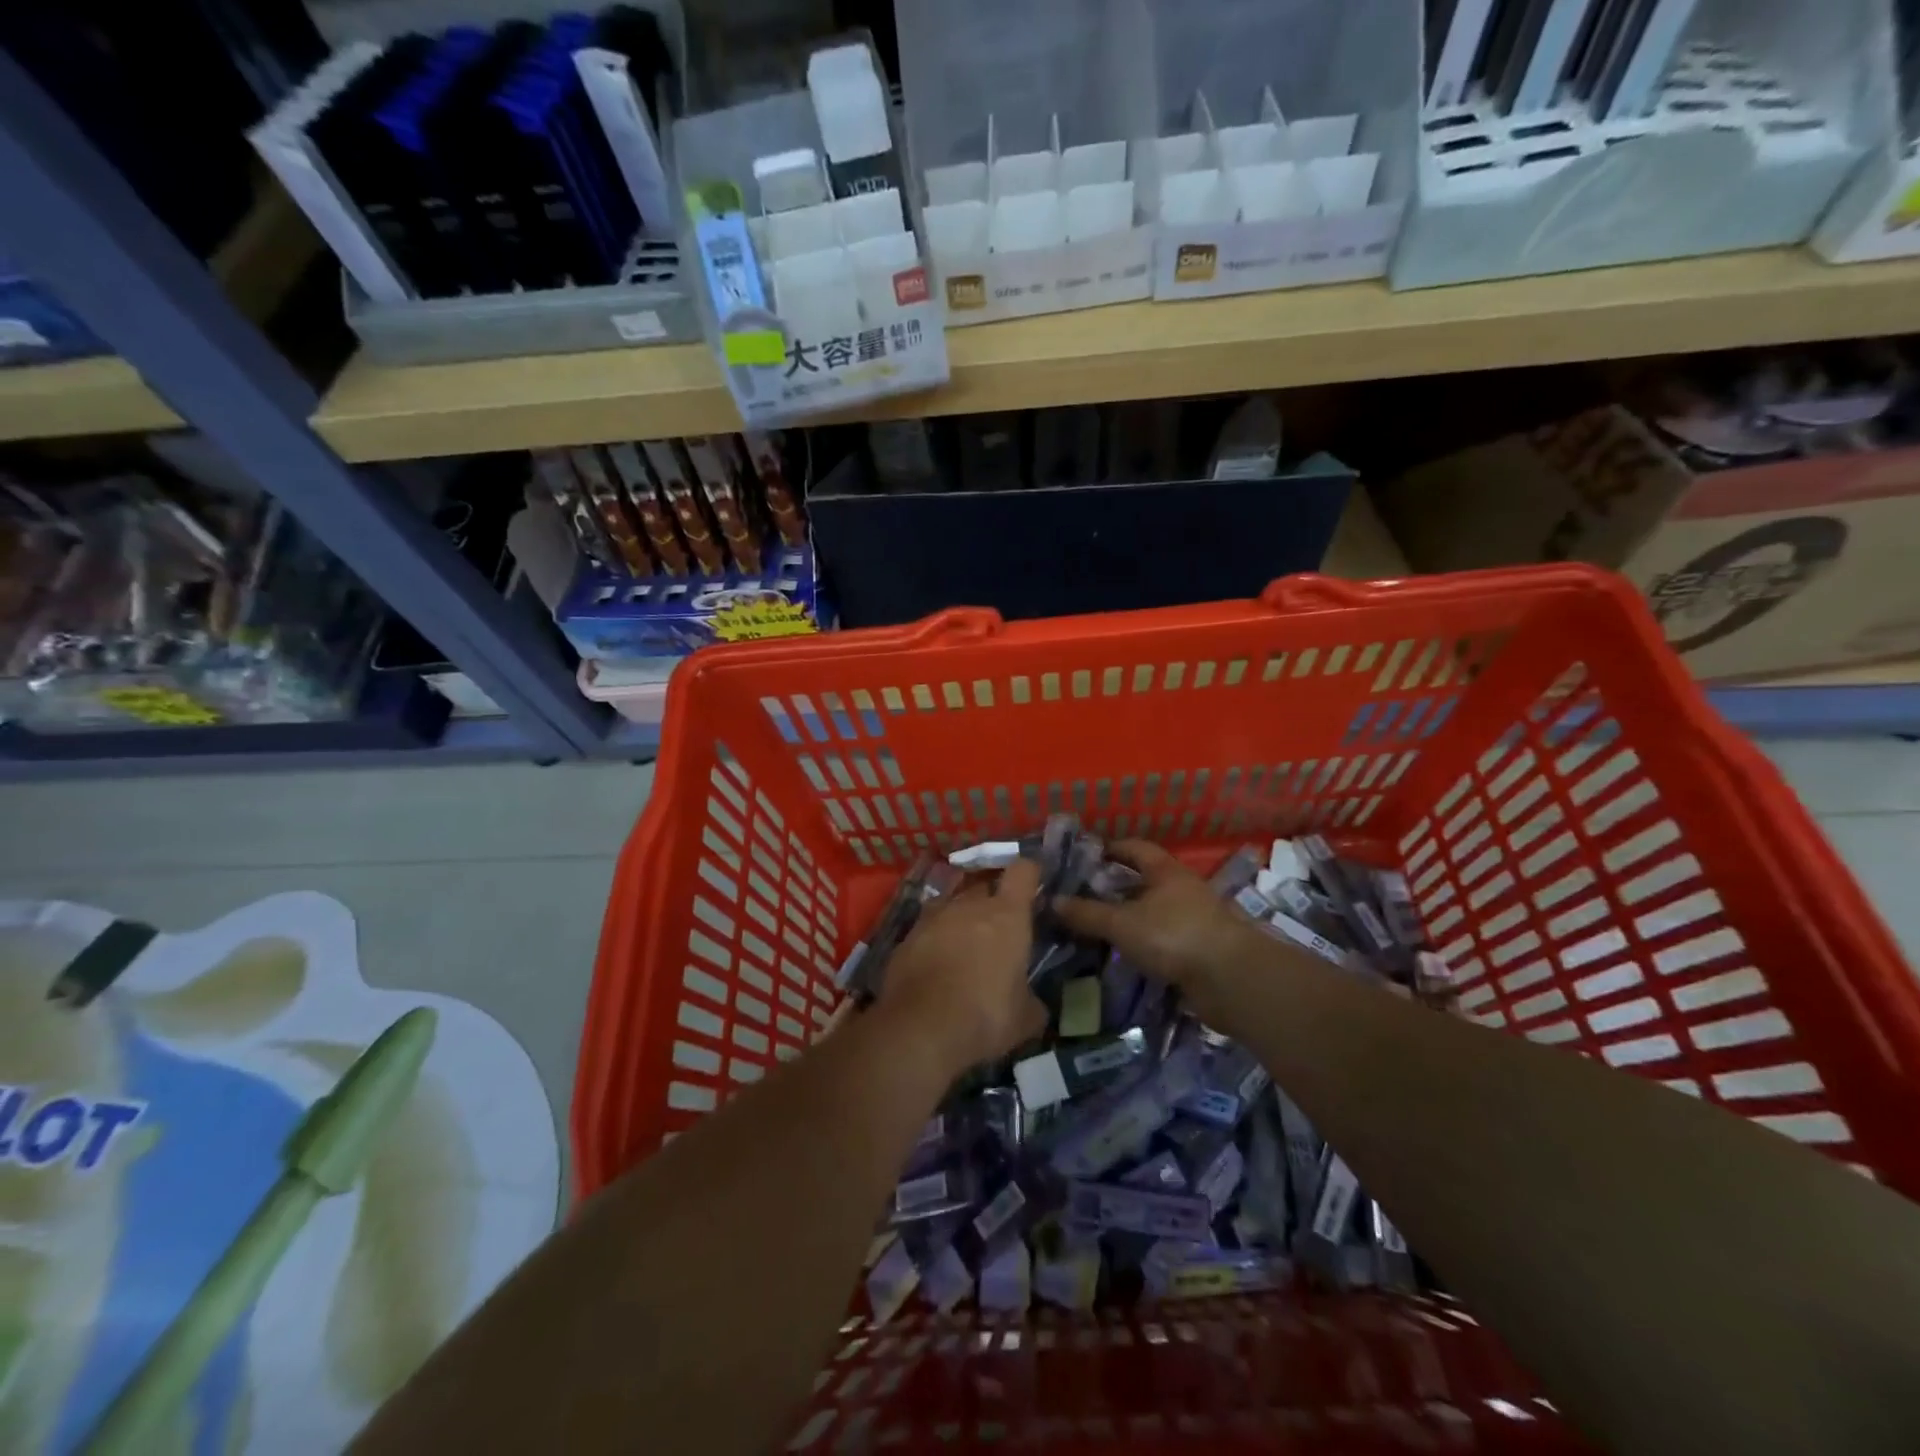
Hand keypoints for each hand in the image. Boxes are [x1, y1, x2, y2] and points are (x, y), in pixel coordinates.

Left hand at [876, 858, 1047, 1075]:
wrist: (920, 1029)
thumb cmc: (985, 1016)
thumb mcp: (1025, 1018)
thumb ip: (1032, 1000)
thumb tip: (1034, 1004)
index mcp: (1007, 914)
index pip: (1023, 871)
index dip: (1030, 875)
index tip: (1034, 887)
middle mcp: (969, 905)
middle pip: (984, 885)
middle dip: (992, 901)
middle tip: (999, 929)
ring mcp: (932, 917)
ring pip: (951, 904)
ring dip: (960, 919)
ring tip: (964, 947)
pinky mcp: (905, 937)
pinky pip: (926, 929)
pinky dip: (934, 941)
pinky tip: (935, 967)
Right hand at [1052, 841, 1266, 995]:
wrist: (1232, 980)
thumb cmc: (1175, 936)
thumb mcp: (1122, 923)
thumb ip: (1087, 913)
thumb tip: (1052, 901)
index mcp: (1166, 871)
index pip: (1135, 848)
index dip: (1110, 848)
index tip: (1086, 856)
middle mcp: (1182, 889)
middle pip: (1144, 880)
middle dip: (1116, 886)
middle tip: (1084, 895)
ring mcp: (1194, 919)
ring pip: (1154, 911)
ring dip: (1130, 917)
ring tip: (1099, 927)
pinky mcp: (1200, 948)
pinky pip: (1164, 938)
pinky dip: (1144, 942)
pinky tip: (1124, 954)